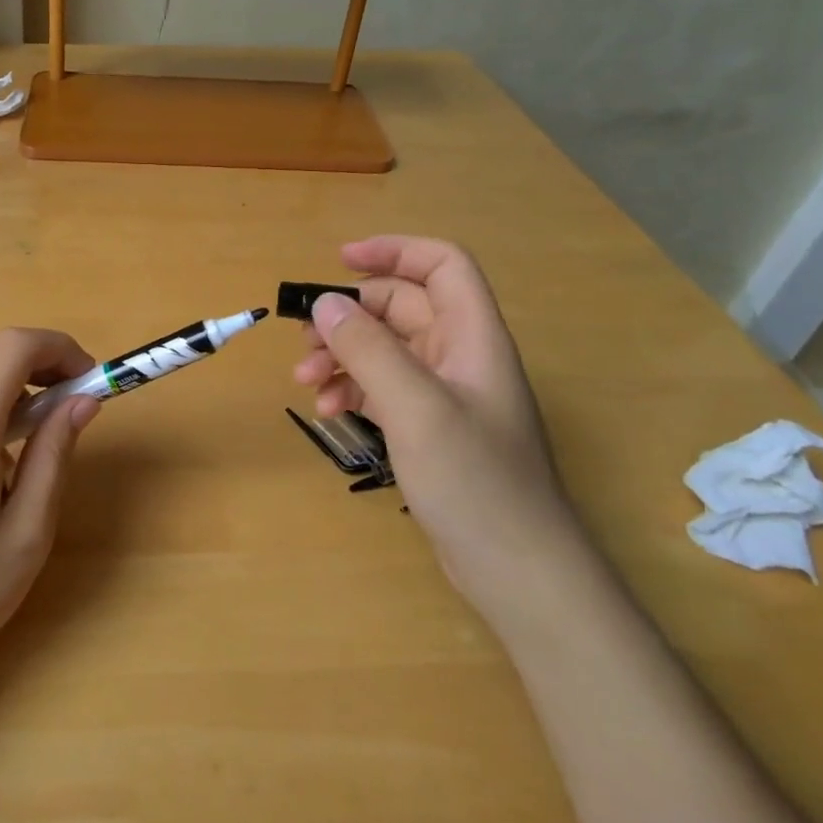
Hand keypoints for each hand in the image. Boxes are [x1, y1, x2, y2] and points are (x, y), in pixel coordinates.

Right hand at [293, 236, 592, 627]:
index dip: (394, 252)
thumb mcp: (416, 408)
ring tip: (306, 384)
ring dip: (343, 357)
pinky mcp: (430, 428)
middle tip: (305, 341)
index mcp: (473, 337)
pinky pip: (383, 389)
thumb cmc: (475, 481)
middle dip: (350, 317)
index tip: (339, 261)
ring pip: (386, 351)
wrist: (518, 570)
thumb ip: (369, 351)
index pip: (441, 266)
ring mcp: (445, 395)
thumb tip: (324, 305)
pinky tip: (329, 411)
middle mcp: (461, 357)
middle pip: (401, 308)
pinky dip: (353, 390)